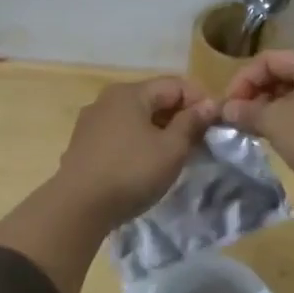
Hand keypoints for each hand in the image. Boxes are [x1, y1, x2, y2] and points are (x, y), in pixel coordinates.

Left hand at [53, 77, 216, 228]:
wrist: (77, 207)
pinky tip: (145, 164)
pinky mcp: (83, 145)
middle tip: (199, 141)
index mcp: (130, 92)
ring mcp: (91, 122)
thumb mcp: (171, 149)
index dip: (200, 100)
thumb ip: (191, 123)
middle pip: (153, 99)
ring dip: (159, 131)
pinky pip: (119, 134)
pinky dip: (138, 142)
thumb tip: (209, 105)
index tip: (216, 124)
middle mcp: (107, 99)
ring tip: (175, 154)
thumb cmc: (131, 172)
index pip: (175, 84)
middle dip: (179, 116)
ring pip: (135, 118)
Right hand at [220, 49, 293, 228]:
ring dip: (278, 107)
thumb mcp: (277, 123)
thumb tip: (226, 108)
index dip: (242, 80)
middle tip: (241, 118)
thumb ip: (248, 111)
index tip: (227, 106)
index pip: (270, 59)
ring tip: (260, 129)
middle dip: (260, 93)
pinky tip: (289, 138)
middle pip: (289, 72)